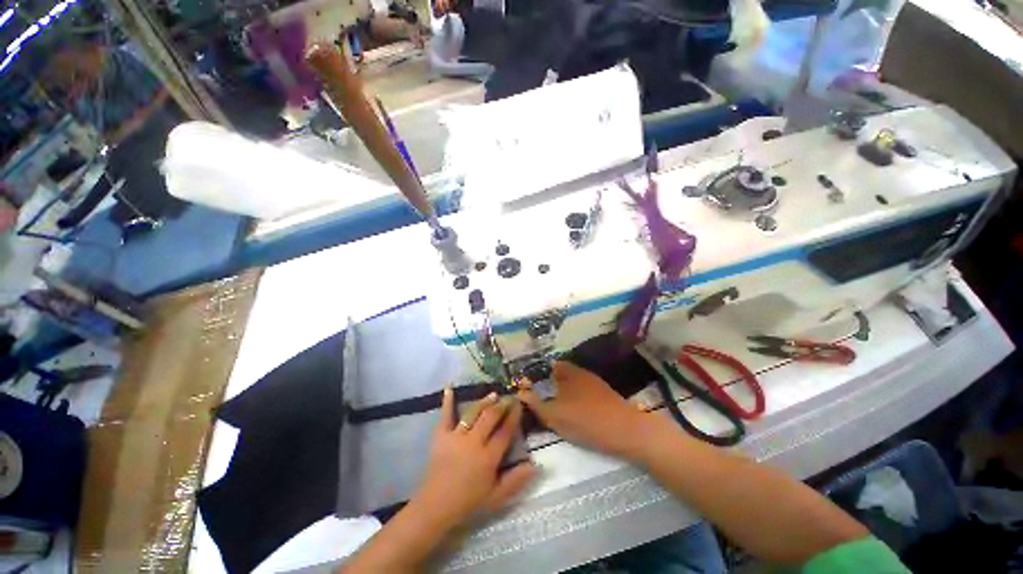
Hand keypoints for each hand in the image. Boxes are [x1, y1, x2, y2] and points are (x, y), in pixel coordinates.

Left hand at [411, 389, 536, 533]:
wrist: (435, 507)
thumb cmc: (469, 502)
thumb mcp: (497, 497)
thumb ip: (516, 480)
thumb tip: (536, 465)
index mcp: (488, 458)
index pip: (505, 431)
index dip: (513, 416)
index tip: (519, 405)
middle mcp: (474, 443)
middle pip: (490, 417)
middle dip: (501, 405)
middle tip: (508, 397)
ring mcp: (456, 437)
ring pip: (473, 413)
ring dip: (484, 402)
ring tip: (493, 394)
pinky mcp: (441, 436)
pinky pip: (445, 416)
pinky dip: (448, 401)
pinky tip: (450, 387)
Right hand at [518, 361, 654, 460]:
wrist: (627, 432)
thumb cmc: (586, 420)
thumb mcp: (555, 415)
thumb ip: (536, 404)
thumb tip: (519, 392)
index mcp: (568, 372)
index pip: (550, 366)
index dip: (539, 373)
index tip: (530, 386)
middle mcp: (582, 372)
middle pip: (561, 374)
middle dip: (551, 383)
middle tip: (541, 399)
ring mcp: (595, 383)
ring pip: (574, 383)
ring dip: (564, 391)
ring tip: (556, 407)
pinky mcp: (606, 395)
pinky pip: (584, 392)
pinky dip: (576, 398)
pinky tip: (576, 412)